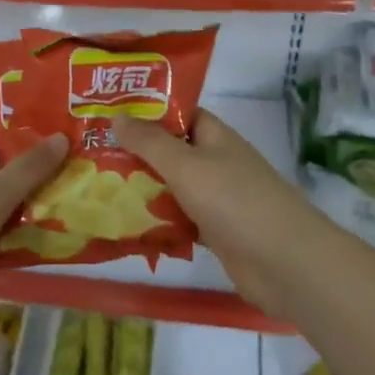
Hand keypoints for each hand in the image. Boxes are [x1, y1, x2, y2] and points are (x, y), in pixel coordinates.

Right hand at [112, 108, 328, 322]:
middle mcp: (214, 161)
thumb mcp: (186, 165)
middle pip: (170, 151)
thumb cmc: (235, 201)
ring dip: (142, 189)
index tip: (106, 114)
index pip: (176, 113)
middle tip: (89, 154)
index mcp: (213, 135)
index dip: (144, 111)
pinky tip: (124, 226)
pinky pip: (178, 220)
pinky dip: (157, 222)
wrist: (285, 263)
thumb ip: (150, 142)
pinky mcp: (215, 232)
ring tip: (96, 188)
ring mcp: (216, 198)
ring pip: (171, 187)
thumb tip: (117, 115)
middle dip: (135, 153)